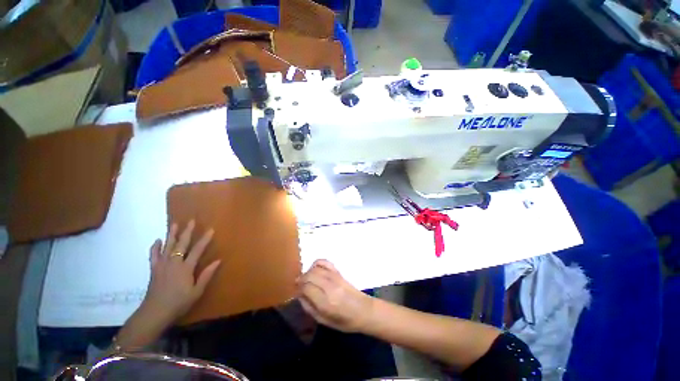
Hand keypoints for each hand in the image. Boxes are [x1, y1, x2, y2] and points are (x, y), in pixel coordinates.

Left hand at [142, 220, 220, 323]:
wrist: (154, 312)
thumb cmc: (179, 303)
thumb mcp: (197, 291)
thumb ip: (206, 275)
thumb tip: (218, 260)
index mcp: (185, 268)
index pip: (197, 250)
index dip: (205, 239)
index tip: (211, 229)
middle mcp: (174, 263)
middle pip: (181, 244)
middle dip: (187, 232)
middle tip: (191, 221)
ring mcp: (162, 265)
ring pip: (167, 246)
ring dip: (171, 234)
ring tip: (174, 224)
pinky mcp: (154, 269)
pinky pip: (153, 255)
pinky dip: (155, 247)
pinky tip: (158, 240)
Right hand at [297, 259, 373, 332]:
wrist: (364, 310)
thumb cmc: (344, 321)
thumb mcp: (324, 321)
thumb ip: (309, 308)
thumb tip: (299, 295)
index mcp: (325, 302)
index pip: (306, 287)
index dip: (299, 288)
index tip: (296, 292)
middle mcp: (329, 286)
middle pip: (309, 276)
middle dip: (301, 279)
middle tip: (298, 285)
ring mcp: (335, 277)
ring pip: (315, 268)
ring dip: (307, 272)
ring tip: (306, 279)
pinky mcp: (339, 272)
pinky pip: (325, 262)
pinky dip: (317, 263)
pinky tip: (315, 269)